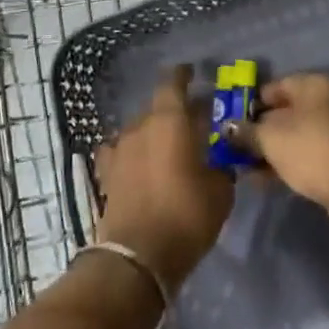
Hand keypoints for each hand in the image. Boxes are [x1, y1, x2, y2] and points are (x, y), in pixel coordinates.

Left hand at [93, 66, 233, 295]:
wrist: (138, 255)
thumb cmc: (186, 215)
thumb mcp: (220, 190)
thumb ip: (221, 165)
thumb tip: (220, 158)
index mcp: (169, 120)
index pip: (173, 83)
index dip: (183, 75)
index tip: (192, 73)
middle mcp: (140, 126)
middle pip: (157, 108)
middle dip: (174, 111)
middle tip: (192, 122)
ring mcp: (119, 149)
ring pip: (139, 130)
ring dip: (154, 134)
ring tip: (169, 147)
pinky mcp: (106, 174)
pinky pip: (122, 152)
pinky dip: (133, 154)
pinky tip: (140, 164)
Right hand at [230, 73, 328, 231]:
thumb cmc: (310, 148)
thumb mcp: (269, 138)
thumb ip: (246, 131)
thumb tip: (228, 128)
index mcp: (313, 84)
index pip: (273, 87)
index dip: (248, 104)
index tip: (228, 123)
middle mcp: (327, 101)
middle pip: (283, 112)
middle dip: (257, 130)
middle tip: (233, 147)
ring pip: (293, 136)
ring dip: (269, 150)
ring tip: (243, 167)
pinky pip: (305, 154)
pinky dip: (285, 162)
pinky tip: (263, 179)